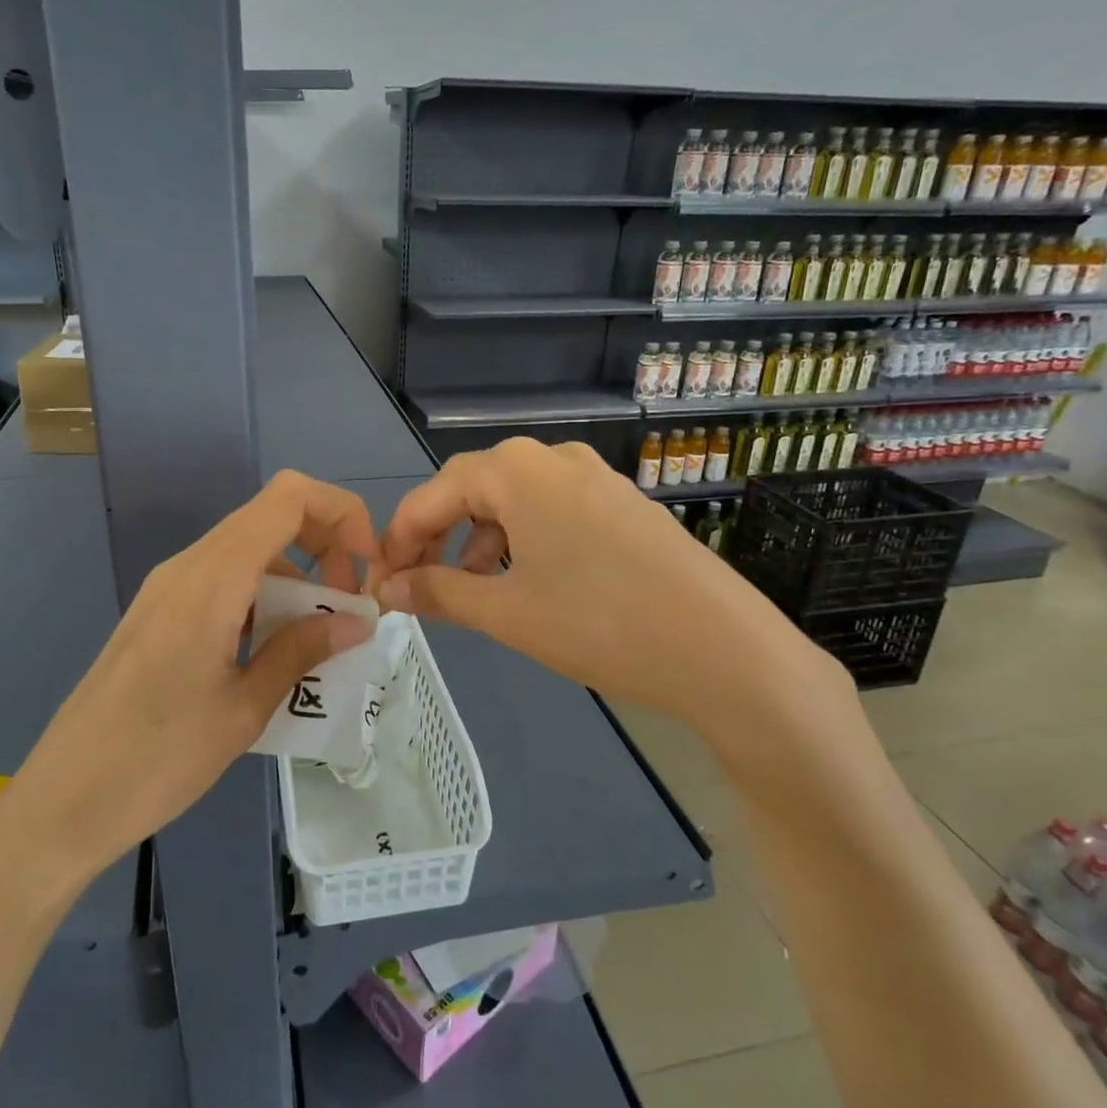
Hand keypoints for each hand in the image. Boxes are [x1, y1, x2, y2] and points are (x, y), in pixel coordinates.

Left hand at [0, 471, 379, 910]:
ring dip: (294, 581)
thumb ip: (302, 651)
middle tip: (346, 609)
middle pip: (271, 518)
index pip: (288, 497)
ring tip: (316, 644)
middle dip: (325, 549)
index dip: (340, 514)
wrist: (63, 801)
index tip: (366, 566)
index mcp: (213, 578)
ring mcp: (168, 589)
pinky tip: (270, 655)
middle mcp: (189, 566)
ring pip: (249, 553)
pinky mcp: (159, 614)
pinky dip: (262, 600)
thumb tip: (357, 621)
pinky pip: (223, 583)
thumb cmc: (159, 757)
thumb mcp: (245, 708)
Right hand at [373, 438, 837, 711]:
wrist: (724, 649)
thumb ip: (439, 593)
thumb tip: (386, 589)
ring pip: (515, 501)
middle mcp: (554, 458)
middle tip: (420, 587)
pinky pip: (553, 511)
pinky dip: (524, 542)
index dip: (400, 538)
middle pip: (474, 490)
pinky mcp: (624, 503)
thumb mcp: (507, 613)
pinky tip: (528, 583)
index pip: (433, 494)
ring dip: (481, 542)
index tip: (382, 581)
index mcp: (517, 471)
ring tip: (474, 592)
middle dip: (439, 537)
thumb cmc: (600, 624)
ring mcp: (596, 477)